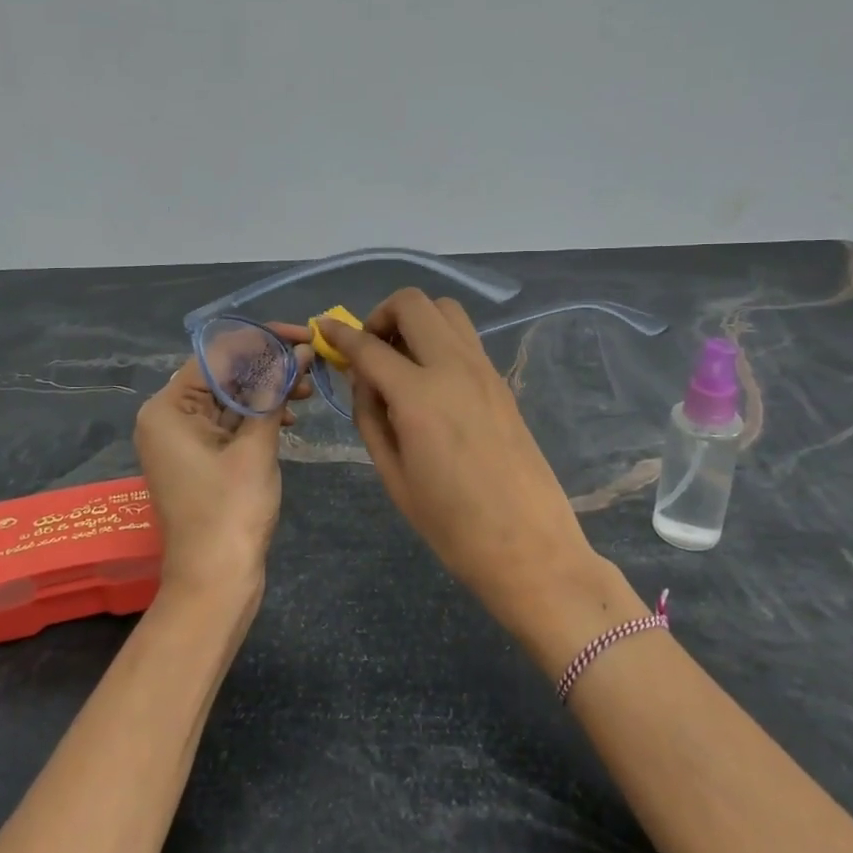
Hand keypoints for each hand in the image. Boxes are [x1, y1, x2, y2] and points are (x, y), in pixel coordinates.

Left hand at [134, 324, 312, 598]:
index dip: (263, 340)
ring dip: (268, 391)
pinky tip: (290, 416)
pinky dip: (258, 416)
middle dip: (268, 366)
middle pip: (223, 374)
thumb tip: (299, 352)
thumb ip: (274, 393)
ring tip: (308, 391)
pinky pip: (229, 423)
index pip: (217, 354)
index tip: (303, 336)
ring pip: (229, 398)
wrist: (214, 583)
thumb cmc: (231, 512)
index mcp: (168, 407)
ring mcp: (182, 439)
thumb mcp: (256, 447)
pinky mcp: (198, 457)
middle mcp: (168, 416)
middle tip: (312, 366)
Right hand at [318, 292, 627, 662]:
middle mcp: (453, 368)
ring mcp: (484, 370)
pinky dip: (440, 340)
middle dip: (382, 315)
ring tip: (402, 360)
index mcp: (419, 397)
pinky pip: (465, 338)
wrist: (530, 548)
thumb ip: (371, 417)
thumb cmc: (451, 526)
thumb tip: (363, 379)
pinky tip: (431, 381)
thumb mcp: (394, 476)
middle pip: (413, 304)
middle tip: (371, 349)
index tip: (323, 328)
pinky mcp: (501, 382)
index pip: (369, 347)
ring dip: (416, 321)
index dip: (340, 334)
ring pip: (446, 311)